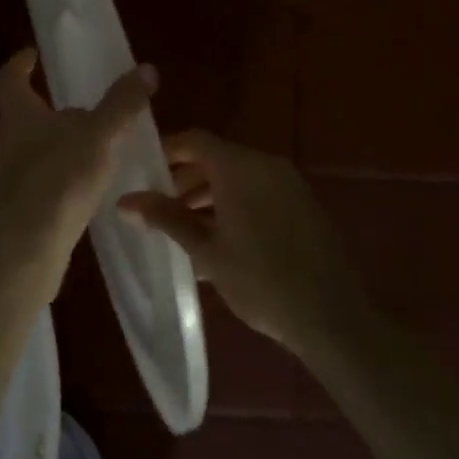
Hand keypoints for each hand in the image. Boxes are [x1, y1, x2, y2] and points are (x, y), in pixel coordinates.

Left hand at [0, 49, 157, 284]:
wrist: (22, 254)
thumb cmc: (56, 182)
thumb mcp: (97, 136)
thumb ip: (121, 104)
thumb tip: (145, 68)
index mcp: (18, 115)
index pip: (10, 77)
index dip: (21, 62)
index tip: (35, 54)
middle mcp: (8, 142)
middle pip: (30, 115)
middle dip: (59, 109)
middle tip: (95, 107)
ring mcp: (11, 178)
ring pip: (41, 150)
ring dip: (68, 145)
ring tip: (104, 147)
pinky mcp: (21, 209)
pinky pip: (48, 181)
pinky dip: (68, 176)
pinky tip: (93, 188)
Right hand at [119, 131, 358, 354]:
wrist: (333, 318)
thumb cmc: (260, 280)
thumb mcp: (205, 250)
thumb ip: (166, 218)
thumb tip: (125, 201)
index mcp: (240, 167)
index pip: (195, 141)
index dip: (166, 151)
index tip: (141, 172)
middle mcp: (267, 166)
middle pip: (216, 158)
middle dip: (184, 179)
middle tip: (158, 207)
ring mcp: (290, 186)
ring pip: (238, 178)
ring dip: (209, 196)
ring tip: (183, 229)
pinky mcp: (304, 207)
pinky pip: (260, 194)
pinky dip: (235, 205)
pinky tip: (219, 241)